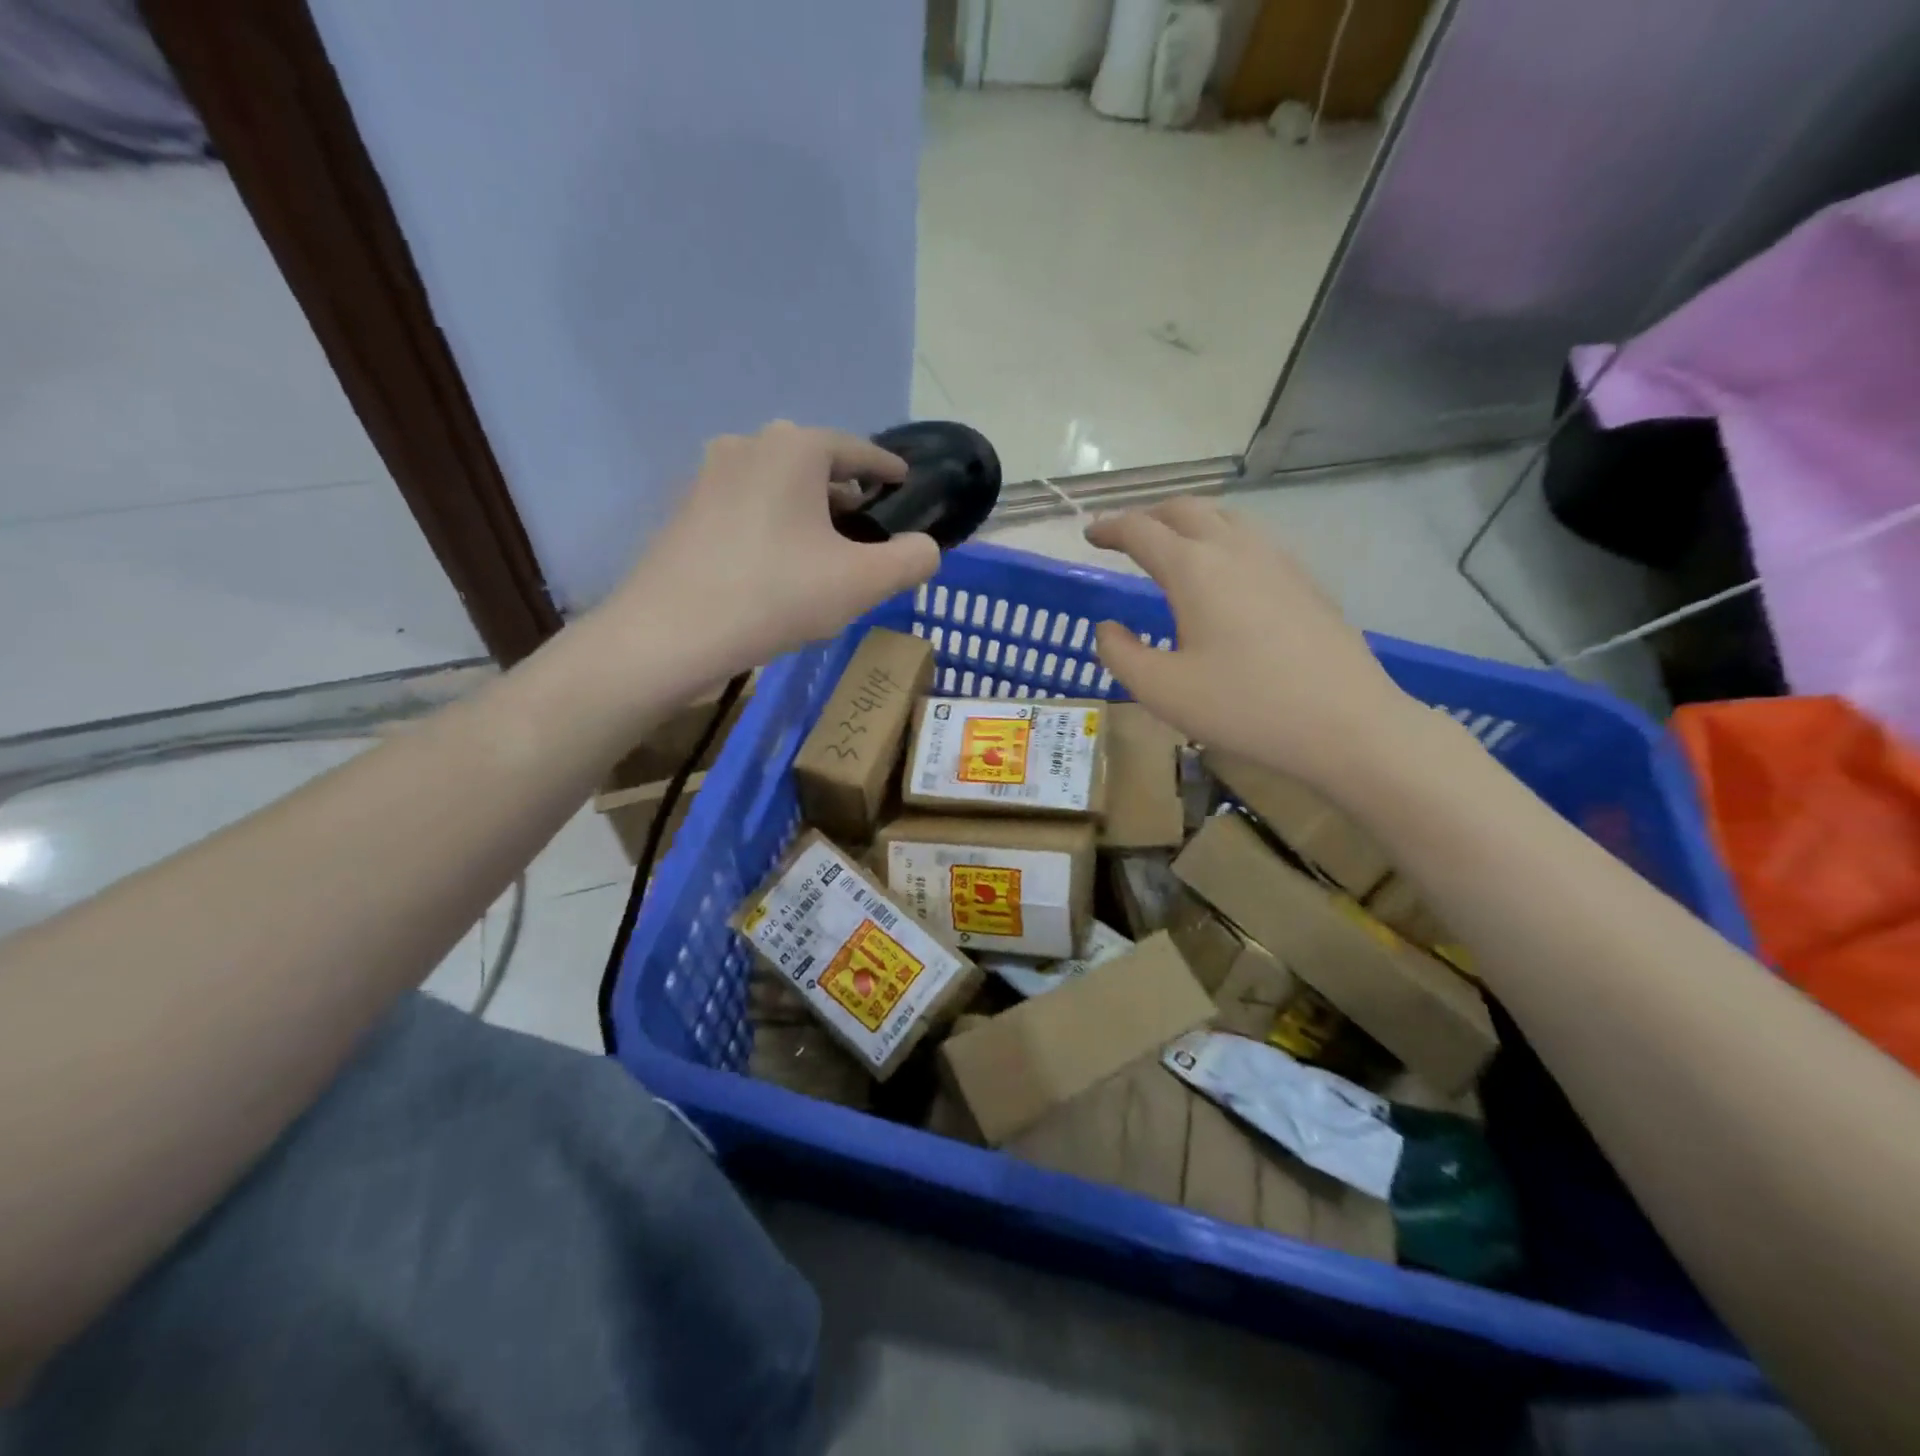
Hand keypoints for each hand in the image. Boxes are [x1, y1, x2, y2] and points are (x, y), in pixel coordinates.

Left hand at [607, 422, 939, 686]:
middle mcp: (748, 446)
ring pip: (778, 486)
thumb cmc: (776, 595)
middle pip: (814, 465)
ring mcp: (708, 476)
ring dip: (809, 511)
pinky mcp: (686, 511)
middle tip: (870, 528)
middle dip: (846, 493)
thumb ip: (911, 560)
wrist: (671, 634)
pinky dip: (774, 525)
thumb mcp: (862, 582)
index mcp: (794, 448)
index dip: (886, 468)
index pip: (856, 449)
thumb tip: (927, 549)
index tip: (904, 482)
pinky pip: (748, 507)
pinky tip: (781, 565)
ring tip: (828, 550)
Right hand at [1086, 499, 1419, 789]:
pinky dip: (1222, 539)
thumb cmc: (1244, 707)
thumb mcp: (1161, 690)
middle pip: (1185, 509)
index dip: (1110, 527)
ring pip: (1225, 517)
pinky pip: (1253, 540)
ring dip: (1188, 522)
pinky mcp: (1304, 581)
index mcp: (1195, 568)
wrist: (1347, 724)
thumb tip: (1108, 627)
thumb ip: (1119, 653)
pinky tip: (1224, 575)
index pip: (1141, 530)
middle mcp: (1236, 549)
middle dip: (1148, 515)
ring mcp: (1278, 561)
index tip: (1089, 534)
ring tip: (1172, 547)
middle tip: (1125, 535)